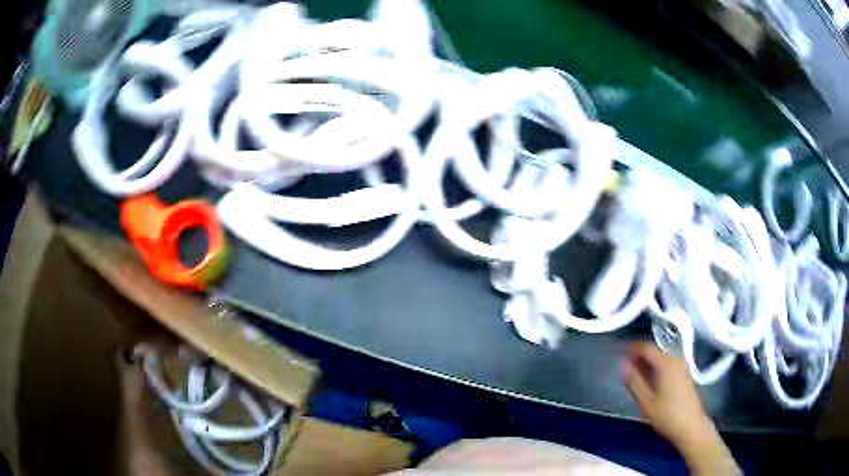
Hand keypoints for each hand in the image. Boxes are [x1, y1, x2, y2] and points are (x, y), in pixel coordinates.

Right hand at [622, 342, 738, 474]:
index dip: (633, 349)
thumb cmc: (667, 414)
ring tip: (638, 372)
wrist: (691, 425)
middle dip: (640, 354)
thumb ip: (634, 381)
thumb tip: (623, 365)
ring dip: (649, 359)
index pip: (646, 347)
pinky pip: (668, 360)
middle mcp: (675, 357)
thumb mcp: (646, 401)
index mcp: (665, 362)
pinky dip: (658, 364)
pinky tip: (652, 378)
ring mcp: (682, 364)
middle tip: (627, 365)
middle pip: (656, 348)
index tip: (621, 356)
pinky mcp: (685, 372)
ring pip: (662, 354)